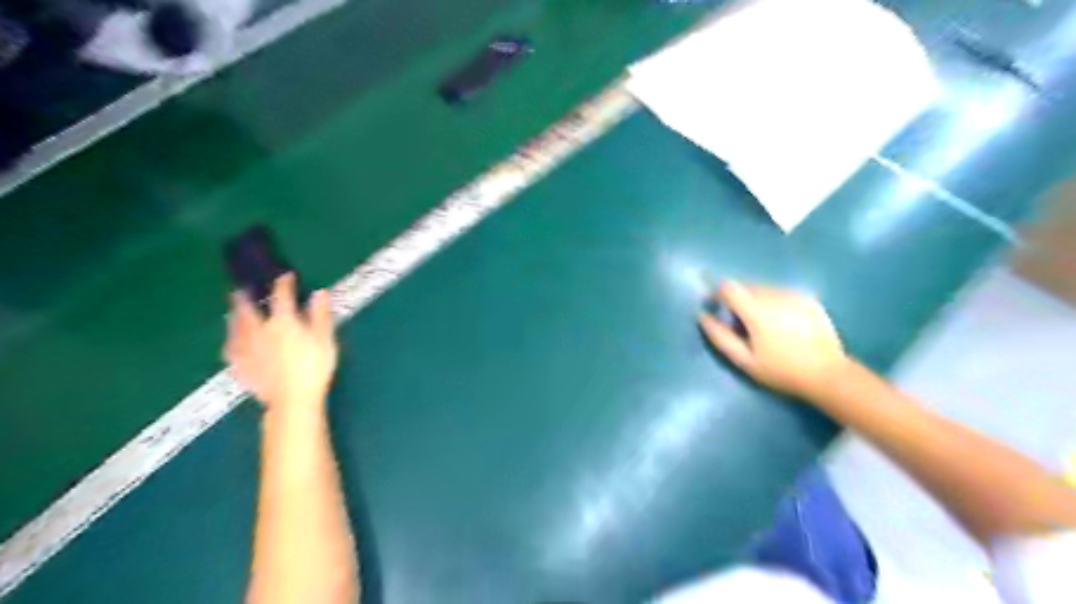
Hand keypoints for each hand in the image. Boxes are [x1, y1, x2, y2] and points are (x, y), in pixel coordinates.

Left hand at [222, 274, 331, 415]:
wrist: (292, 399)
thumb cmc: (314, 368)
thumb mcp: (325, 339)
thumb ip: (320, 315)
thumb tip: (320, 293)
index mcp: (283, 321)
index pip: (282, 296)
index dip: (284, 283)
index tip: (286, 277)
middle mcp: (260, 330)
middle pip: (248, 309)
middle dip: (244, 297)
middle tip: (240, 289)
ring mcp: (246, 348)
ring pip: (236, 326)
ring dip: (235, 316)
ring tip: (233, 312)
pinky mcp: (240, 366)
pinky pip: (231, 348)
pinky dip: (231, 341)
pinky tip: (230, 342)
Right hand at [704, 282, 854, 397]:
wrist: (828, 375)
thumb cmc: (781, 371)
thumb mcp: (745, 361)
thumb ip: (721, 337)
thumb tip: (703, 317)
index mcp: (757, 311)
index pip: (729, 287)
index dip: (718, 293)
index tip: (715, 306)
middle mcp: (775, 296)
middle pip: (747, 286)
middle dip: (737, 299)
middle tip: (739, 323)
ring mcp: (795, 296)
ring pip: (764, 289)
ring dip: (756, 300)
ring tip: (761, 325)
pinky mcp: (809, 299)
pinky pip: (782, 293)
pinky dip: (775, 302)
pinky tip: (782, 323)